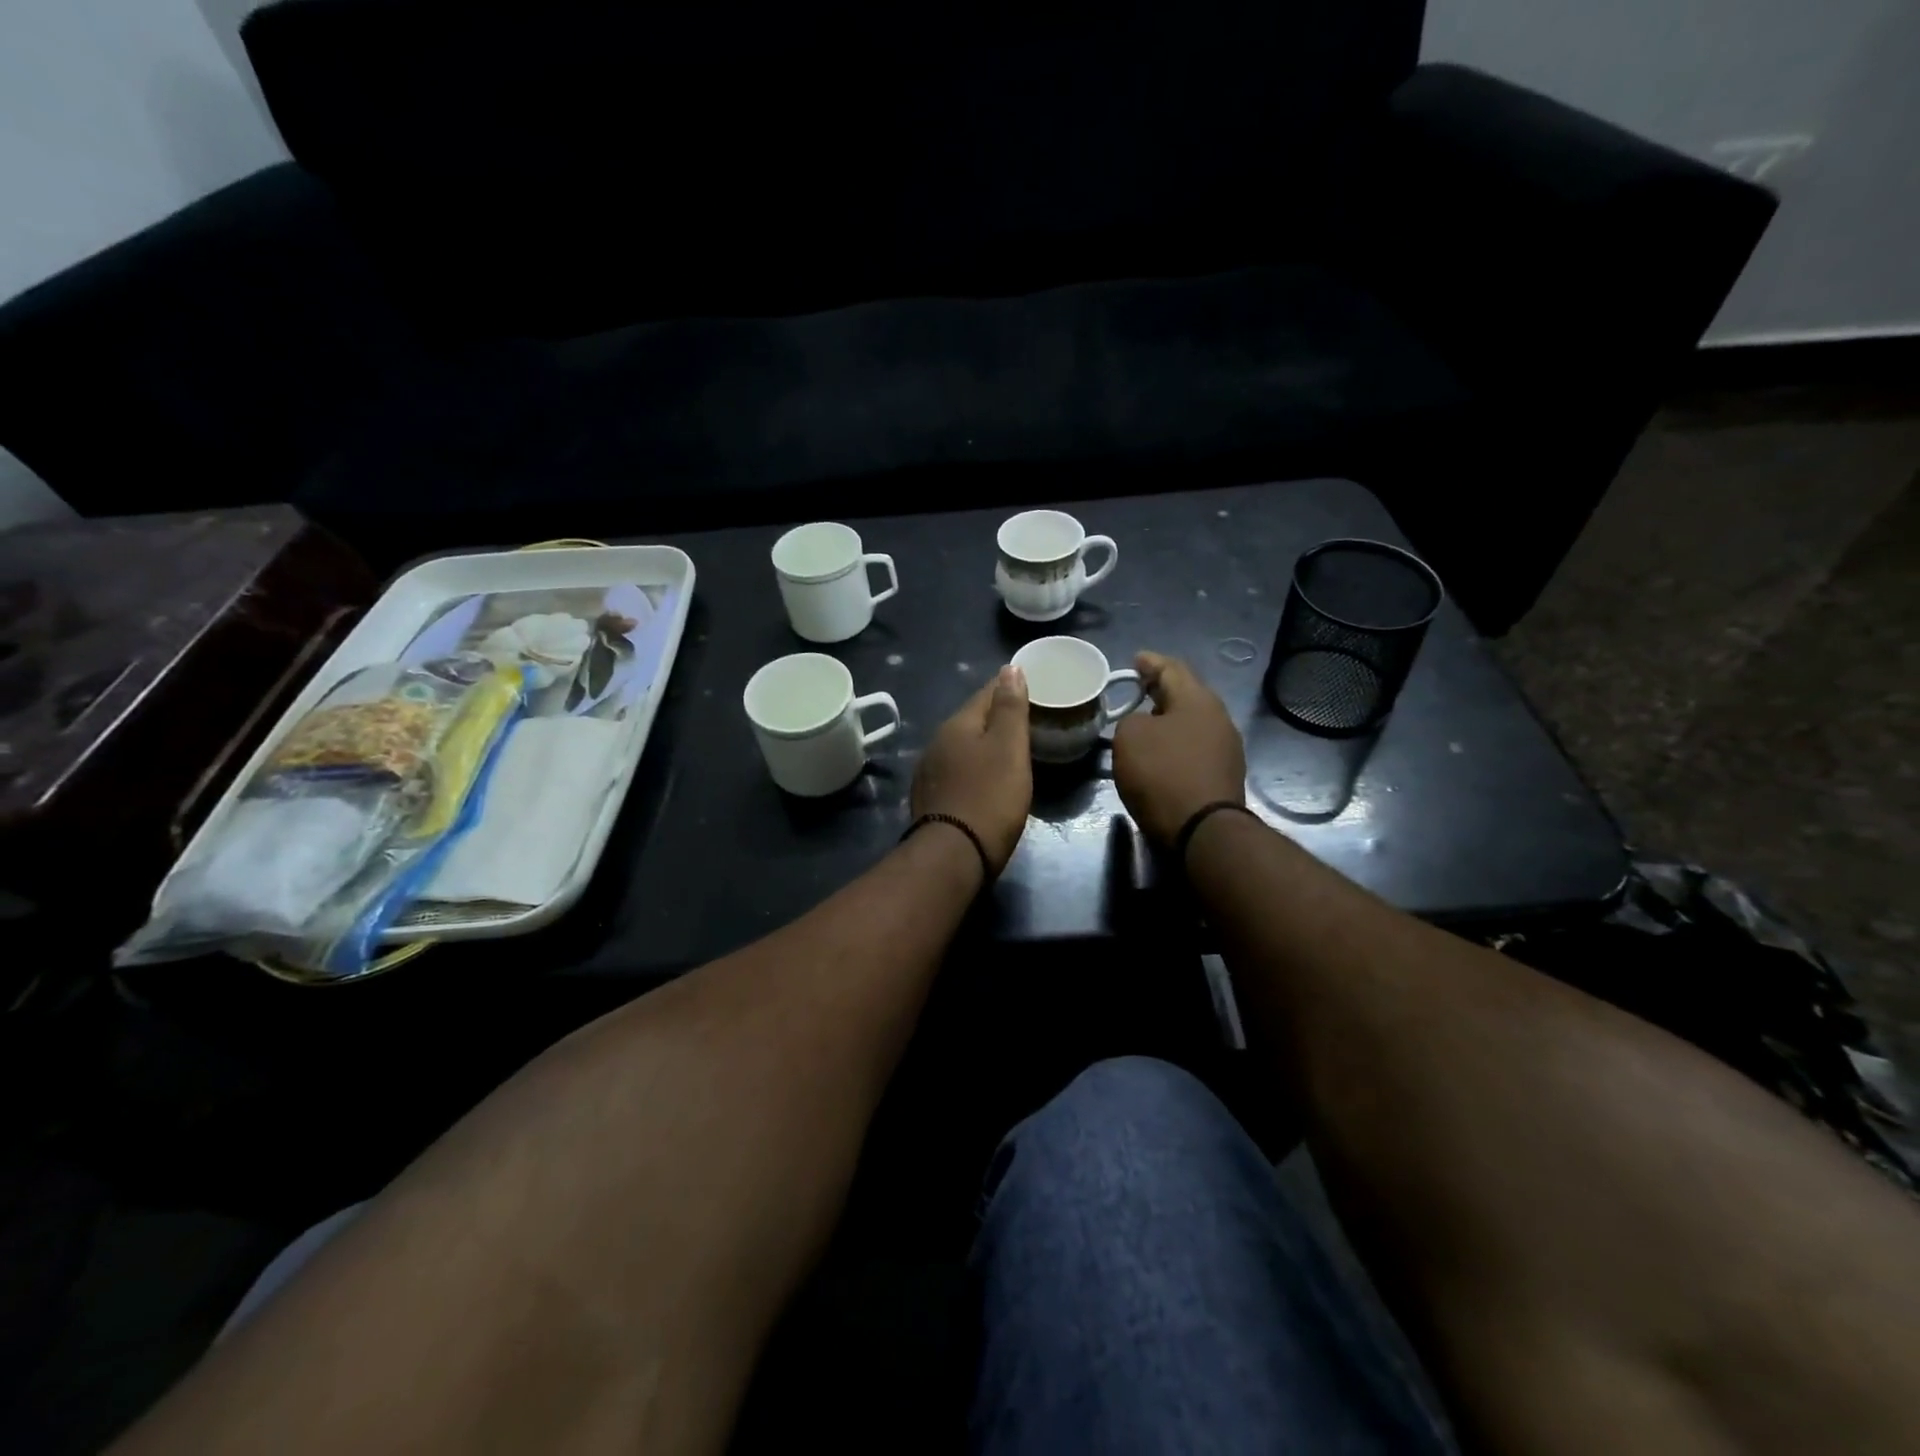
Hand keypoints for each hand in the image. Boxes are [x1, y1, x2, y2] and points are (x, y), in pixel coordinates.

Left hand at [910, 666, 1032, 875]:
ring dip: (984, 744)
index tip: (1033, 689)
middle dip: (997, 717)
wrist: (953, 855)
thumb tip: (1010, 668)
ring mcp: (930, 771)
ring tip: (1010, 750)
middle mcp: (937, 742)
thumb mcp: (1009, 748)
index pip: (986, 693)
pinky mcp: (930, 798)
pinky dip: (974, 768)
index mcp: (957, 724)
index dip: (1010, 688)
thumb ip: (1010, 707)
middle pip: (973, 720)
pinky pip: (957, 771)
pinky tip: (986, 779)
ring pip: (963, 746)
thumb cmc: (990, 796)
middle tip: (1028, 721)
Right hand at [1112, 651, 1246, 846]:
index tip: (1135, 659)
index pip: (1172, 668)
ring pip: (1192, 722)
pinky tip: (1160, 753)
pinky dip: (1176, 743)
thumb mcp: (1129, 737)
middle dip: (1161, 690)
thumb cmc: (1162, 774)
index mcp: (1198, 699)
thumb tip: (1145, 726)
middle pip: (1186, 694)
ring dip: (1169, 719)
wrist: (1202, 830)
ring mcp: (1226, 748)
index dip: (1150, 662)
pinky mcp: (1223, 775)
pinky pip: (1194, 747)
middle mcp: (1218, 718)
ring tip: (1144, 722)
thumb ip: (1132, 720)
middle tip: (1137, 689)